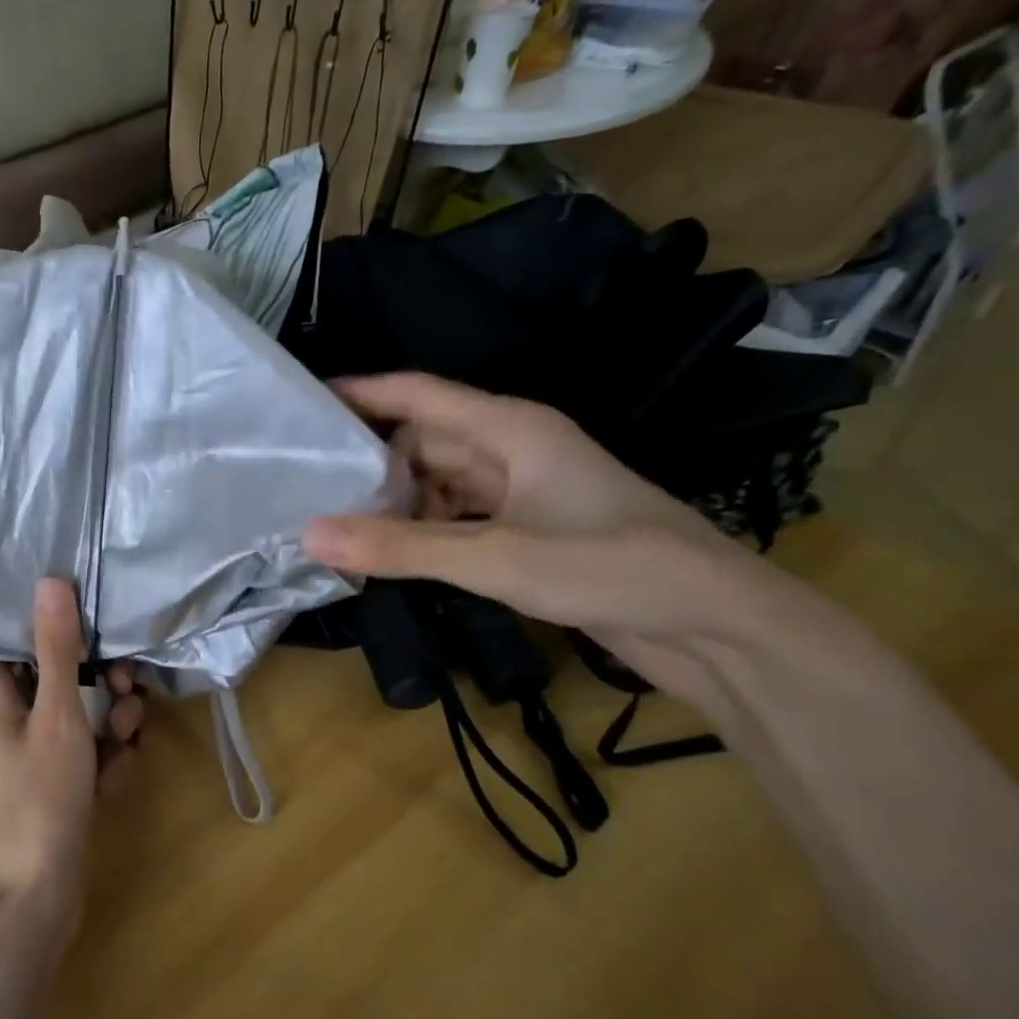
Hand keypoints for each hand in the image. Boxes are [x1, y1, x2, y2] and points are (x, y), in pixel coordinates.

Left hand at [0, 579, 143, 948]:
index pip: (17, 633)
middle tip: (128, 689)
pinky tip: (115, 778)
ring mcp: (28, 748)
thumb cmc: (39, 798)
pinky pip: (83, 747)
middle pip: (57, 671)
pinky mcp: (51, 777)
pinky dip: (103, 756)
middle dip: (101, 680)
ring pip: (78, 710)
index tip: (96, 623)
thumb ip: (57, 647)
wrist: (35, 899)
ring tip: (127, 738)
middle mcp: (4, 713)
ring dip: (110, 720)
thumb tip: (50, 580)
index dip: (57, 625)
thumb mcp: (57, 715)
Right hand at [302, 374, 758, 695]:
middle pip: (422, 441)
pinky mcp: (528, 530)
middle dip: (369, 462)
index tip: (301, 405)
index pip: (416, 394)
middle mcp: (512, 448)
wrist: (716, 625)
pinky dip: (424, 530)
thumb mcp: (493, 557)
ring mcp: (522, 491)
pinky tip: (390, 554)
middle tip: (305, 485)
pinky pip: (458, 517)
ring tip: (335, 524)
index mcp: (509, 428)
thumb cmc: (609, 566)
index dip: (360, 393)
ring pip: (438, 482)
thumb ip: (398, 548)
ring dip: (395, 502)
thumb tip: (308, 535)